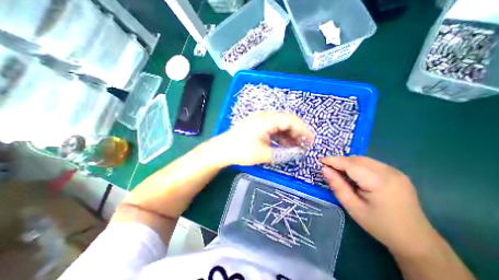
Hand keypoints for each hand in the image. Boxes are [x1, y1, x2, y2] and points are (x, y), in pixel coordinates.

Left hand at [209, 112, 310, 165]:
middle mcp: (264, 116)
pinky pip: (273, 128)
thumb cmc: (241, 151)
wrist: (222, 150)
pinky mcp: (257, 125)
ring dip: (288, 134)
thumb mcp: (264, 154)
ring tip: (295, 147)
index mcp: (266, 119)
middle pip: (286, 120)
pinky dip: (280, 136)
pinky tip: (283, 144)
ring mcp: (260, 120)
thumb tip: (298, 153)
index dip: (303, 129)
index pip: (291, 120)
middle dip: (297, 132)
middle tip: (303, 145)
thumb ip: (283, 153)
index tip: (311, 140)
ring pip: (280, 124)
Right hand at [322, 156, 435, 256]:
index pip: (350, 164)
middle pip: (357, 159)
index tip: (320, 161)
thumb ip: (337, 186)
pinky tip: (354, 175)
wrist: (416, 240)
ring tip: (339, 171)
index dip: (334, 161)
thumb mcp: (352, 207)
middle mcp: (389, 172)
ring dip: (348, 162)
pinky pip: (371, 163)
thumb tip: (324, 170)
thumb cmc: (380, 225)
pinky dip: (358, 165)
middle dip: (340, 161)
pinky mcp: (397, 173)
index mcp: (379, 182)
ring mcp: (395, 171)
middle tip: (328, 168)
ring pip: (364, 159)